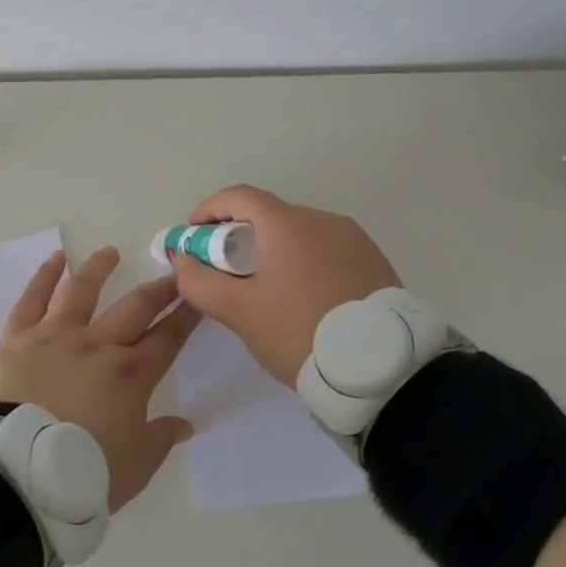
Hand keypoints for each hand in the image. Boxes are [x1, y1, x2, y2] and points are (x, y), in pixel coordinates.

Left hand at [0, 246, 201, 511]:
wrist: (18, 470)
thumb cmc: (82, 472)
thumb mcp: (135, 466)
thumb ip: (161, 439)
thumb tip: (185, 424)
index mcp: (130, 375)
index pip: (168, 338)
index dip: (186, 316)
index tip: (199, 295)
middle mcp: (97, 345)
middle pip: (135, 308)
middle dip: (158, 289)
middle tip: (173, 271)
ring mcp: (56, 336)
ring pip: (82, 292)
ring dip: (99, 269)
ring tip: (110, 252)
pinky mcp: (19, 338)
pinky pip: (32, 300)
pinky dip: (44, 276)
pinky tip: (56, 259)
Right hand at [168, 185, 400, 388]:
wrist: (383, 370)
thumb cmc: (301, 333)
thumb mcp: (240, 313)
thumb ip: (201, 282)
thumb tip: (182, 259)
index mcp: (289, 224)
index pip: (240, 196)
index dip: (210, 209)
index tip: (194, 234)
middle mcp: (323, 220)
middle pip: (270, 215)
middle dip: (240, 234)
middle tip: (225, 269)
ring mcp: (354, 239)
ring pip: (300, 233)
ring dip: (274, 249)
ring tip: (266, 288)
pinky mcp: (374, 261)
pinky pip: (327, 249)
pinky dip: (304, 260)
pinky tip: (303, 296)